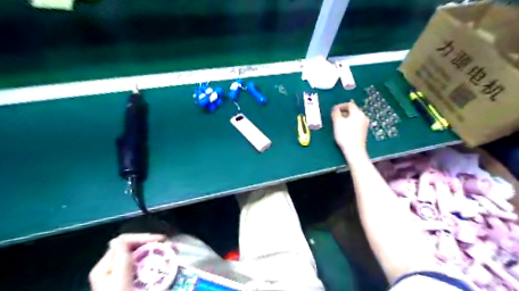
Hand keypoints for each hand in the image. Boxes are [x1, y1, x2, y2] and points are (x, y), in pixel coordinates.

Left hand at [89, 233, 164, 290]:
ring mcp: (120, 276)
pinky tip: (166, 264)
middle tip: (171, 247)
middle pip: (134, 247)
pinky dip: (155, 262)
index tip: (163, 240)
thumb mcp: (120, 282)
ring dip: (158, 252)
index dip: (144, 237)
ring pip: (140, 256)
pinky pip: (143, 266)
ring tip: (173, 253)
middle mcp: (111, 269)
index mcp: (105, 268)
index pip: (125, 242)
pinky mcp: (129, 282)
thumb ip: (121, 260)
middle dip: (154, 245)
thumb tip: (119, 238)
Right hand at [332, 101, 368, 156]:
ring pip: (354, 117)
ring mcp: (365, 124)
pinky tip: (345, 129)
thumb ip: (335, 113)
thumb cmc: (345, 134)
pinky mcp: (364, 131)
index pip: (349, 104)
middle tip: (335, 116)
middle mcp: (363, 116)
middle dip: (343, 112)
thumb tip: (335, 108)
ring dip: (346, 118)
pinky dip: (350, 123)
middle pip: (353, 110)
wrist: (354, 150)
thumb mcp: (337, 122)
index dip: (340, 105)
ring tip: (338, 123)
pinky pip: (356, 123)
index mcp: (358, 112)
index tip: (333, 110)